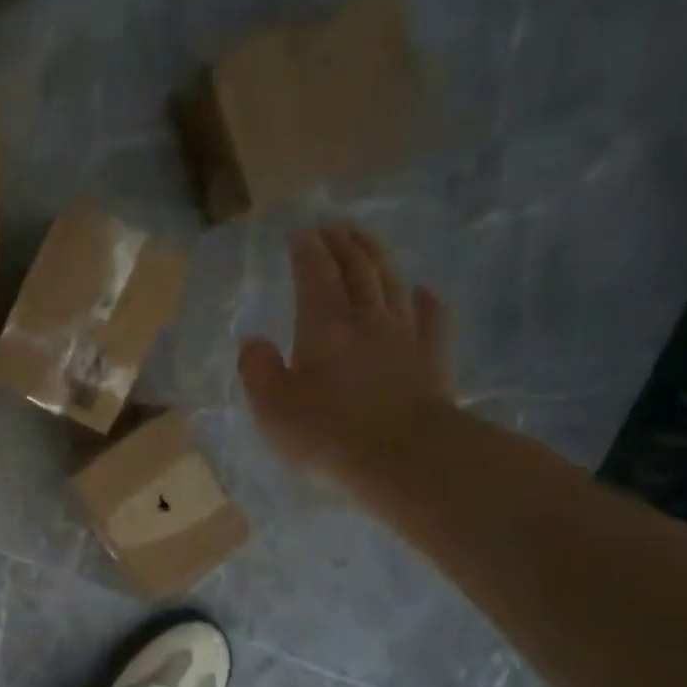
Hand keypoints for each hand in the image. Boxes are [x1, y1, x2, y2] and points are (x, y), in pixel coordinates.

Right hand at [238, 226, 454, 497]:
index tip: (298, 233)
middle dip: (342, 244)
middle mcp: (368, 319)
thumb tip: (253, 341)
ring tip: (365, 242)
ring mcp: (405, 336)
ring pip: (392, 283)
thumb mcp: (272, 407)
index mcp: (325, 325)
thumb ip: (257, 370)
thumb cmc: (327, 433)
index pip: (315, 274)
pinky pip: (432, 316)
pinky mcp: (432, 359)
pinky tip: (421, 291)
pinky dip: (424, 298)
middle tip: (331, 228)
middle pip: (358, 269)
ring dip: (377, 257)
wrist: (404, 458)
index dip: (306, 250)